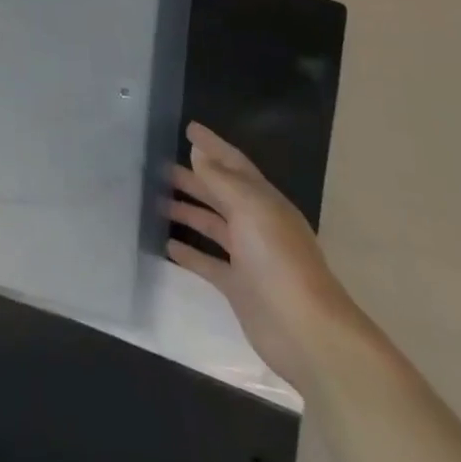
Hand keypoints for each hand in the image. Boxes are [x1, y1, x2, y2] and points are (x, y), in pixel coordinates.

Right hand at [167, 123, 364, 385]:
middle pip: (220, 193)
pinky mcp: (237, 287)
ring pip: (212, 225)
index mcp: (264, 202)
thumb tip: (199, 153)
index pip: (234, 164)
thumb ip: (222, 180)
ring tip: (155, 199)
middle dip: (194, 177)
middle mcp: (257, 225)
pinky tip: (166, 244)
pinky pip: (208, 262)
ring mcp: (247, 257)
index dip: (213, 146)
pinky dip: (189, 252)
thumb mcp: (251, 209)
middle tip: (159, 165)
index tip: (188, 129)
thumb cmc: (278, 260)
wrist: (306, 332)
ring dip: (188, 211)